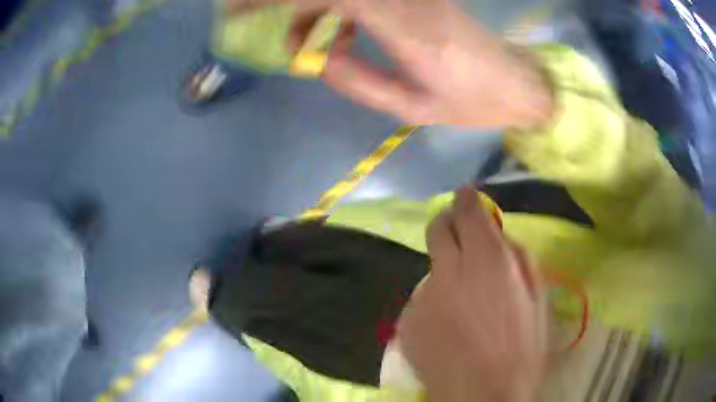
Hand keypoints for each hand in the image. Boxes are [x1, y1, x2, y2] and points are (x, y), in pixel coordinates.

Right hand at [277, 0, 553, 127]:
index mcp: (411, 32)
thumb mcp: (414, 108)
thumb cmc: (473, 102)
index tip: (244, 11)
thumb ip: (359, 82)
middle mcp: (411, 2)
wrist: (517, 82)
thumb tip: (317, 59)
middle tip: (281, 36)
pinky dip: (341, 10)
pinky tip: (344, 32)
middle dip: (294, 5)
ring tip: (312, 44)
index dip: (288, 0)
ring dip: (317, 11)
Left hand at [397, 187, 547, 401]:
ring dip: (447, 272)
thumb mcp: (537, 300)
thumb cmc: (521, 352)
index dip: (466, 199)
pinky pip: (422, 301)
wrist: (480, 396)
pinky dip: (436, 303)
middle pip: (437, 229)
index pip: (468, 212)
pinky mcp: (408, 321)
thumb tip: (500, 237)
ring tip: (464, 302)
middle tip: (459, 231)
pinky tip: (450, 328)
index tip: (467, 195)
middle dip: (448, 222)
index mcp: (487, 262)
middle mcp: (449, 271)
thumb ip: (519, 259)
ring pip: (432, 268)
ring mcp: (423, 297)